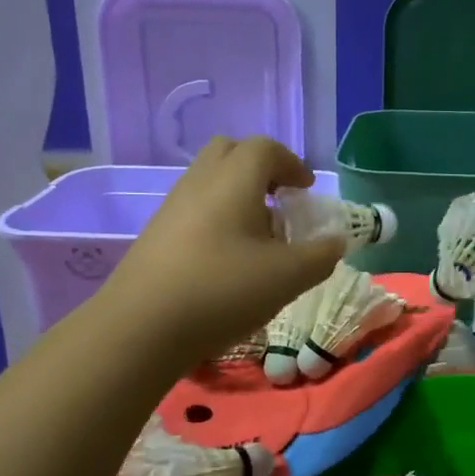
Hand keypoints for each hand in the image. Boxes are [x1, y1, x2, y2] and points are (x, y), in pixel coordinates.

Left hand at [95, 137, 343, 364]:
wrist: (140, 328)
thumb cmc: (222, 290)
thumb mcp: (287, 277)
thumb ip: (320, 256)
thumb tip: (334, 242)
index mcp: (234, 180)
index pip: (265, 148)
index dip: (292, 164)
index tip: (306, 191)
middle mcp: (199, 182)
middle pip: (230, 153)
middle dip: (260, 169)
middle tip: (279, 201)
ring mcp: (172, 206)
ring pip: (209, 181)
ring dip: (237, 195)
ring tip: (256, 237)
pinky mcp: (155, 234)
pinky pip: (193, 208)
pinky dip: (216, 217)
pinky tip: (225, 260)